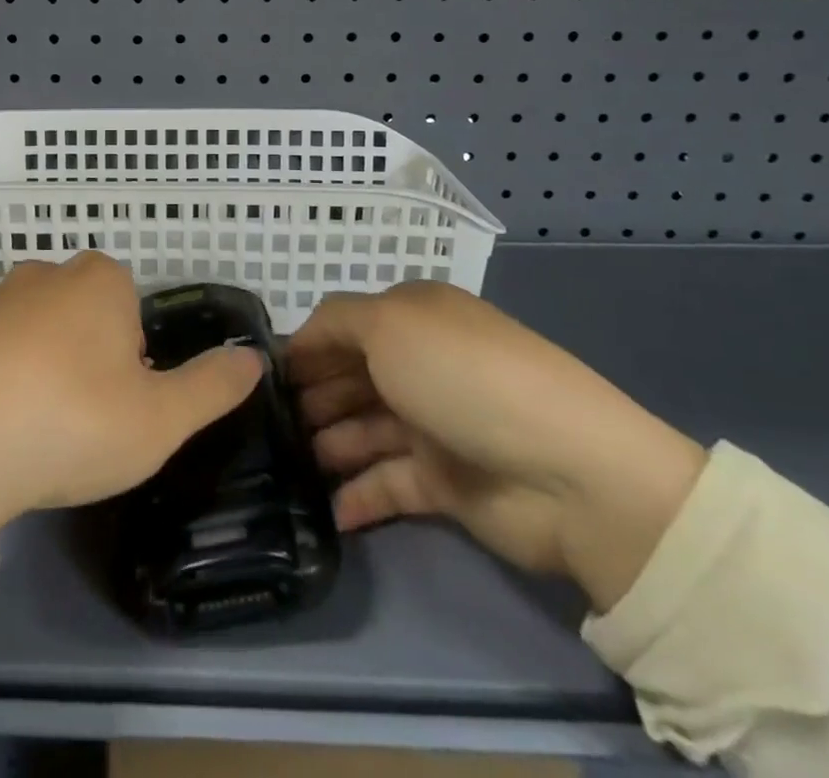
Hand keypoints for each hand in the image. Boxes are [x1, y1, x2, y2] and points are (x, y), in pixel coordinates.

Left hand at [0, 253, 263, 542]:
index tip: (121, 402)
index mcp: (101, 279)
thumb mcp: (161, 418)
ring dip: (51, 366)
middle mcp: (48, 271)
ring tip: (43, 422)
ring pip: (46, 329)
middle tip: (87, 416)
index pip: (135, 310)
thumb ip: (213, 386)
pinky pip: (3, 346)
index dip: (135, 359)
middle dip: (95, 357)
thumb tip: (254, 357)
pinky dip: (9, 373)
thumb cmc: (71, 423)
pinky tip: (2, 417)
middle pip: (91, 315)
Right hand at [286, 282, 706, 611]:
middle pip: (347, 379)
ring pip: (361, 431)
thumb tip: (300, 340)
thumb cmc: (462, 377)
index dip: (301, 349)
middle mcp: (419, 365)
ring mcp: (433, 425)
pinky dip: (357, 494)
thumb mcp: (389, 323)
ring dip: (325, 446)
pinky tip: (325, 509)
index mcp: (411, 319)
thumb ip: (334, 322)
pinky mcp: (445, 482)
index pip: (340, 328)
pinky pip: (387, 484)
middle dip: (307, 399)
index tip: (259, 378)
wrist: (569, 473)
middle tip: (262, 427)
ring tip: (284, 468)